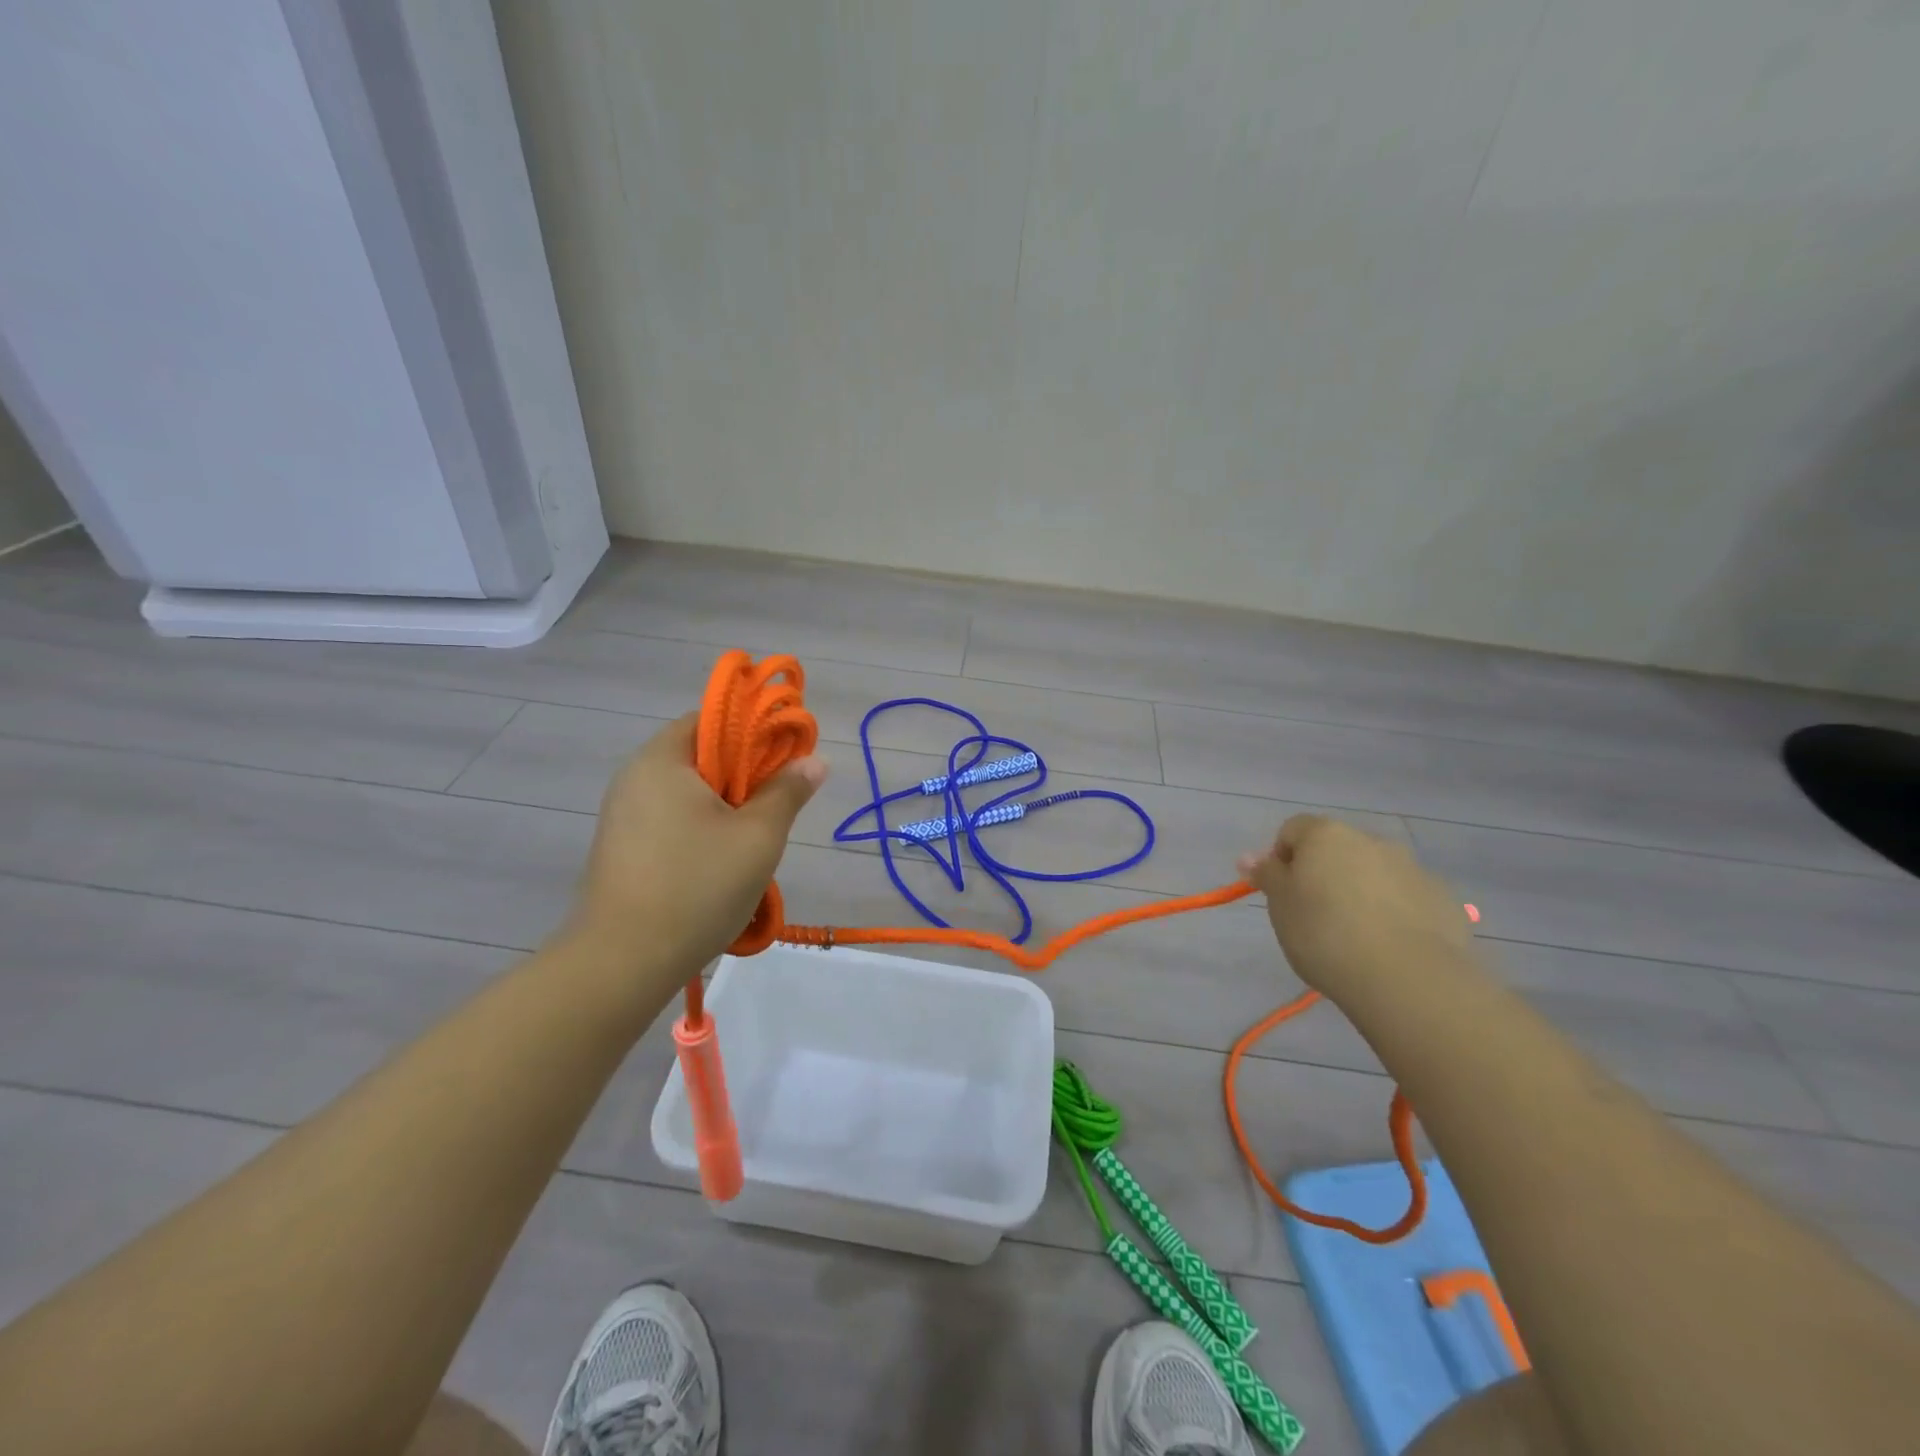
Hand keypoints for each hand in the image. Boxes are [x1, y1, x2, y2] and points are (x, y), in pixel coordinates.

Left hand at [568, 715, 827, 979]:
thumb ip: (788, 791)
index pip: (713, 719)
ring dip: (725, 809)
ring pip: (688, 793)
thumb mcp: (759, 836)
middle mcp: (635, 777)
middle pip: (701, 756)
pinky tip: (718, 868)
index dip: (755, 732)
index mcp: (662, 760)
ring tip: (750, 845)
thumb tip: (815, 760)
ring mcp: (623, 815)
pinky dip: (700, 831)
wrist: (622, 962)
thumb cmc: (697, 887)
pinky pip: (670, 820)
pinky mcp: (621, 848)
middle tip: (773, 810)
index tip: (785, 762)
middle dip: (744, 777)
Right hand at [1239, 815, 1473, 999]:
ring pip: (1374, 873)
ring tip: (1354, 938)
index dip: (1281, 858)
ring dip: (1361, 892)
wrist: (1408, 979)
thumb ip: (1267, 876)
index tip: (1281, 894)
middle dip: (1324, 874)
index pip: (1292, 830)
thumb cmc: (1325, 935)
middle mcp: (1371, 840)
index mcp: (1326, 835)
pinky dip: (1395, 913)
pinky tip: (1389, 948)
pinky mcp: (1443, 900)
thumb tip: (1250, 857)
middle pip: (1336, 849)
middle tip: (1313, 917)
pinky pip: (1407, 898)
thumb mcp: (1280, 906)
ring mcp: (1413, 868)